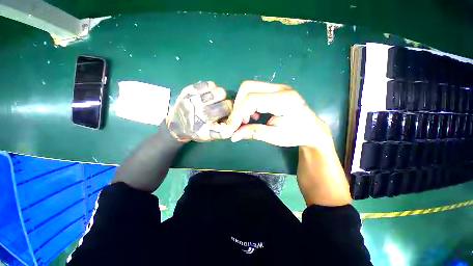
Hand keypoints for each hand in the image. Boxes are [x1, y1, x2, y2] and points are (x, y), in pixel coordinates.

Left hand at [167, 81, 232, 141]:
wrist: (177, 125)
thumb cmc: (199, 131)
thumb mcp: (211, 136)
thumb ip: (224, 129)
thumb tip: (237, 115)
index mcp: (207, 130)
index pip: (229, 123)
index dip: (234, 118)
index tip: (231, 116)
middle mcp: (201, 116)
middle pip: (227, 106)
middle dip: (229, 106)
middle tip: (224, 106)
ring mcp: (194, 102)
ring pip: (220, 93)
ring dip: (222, 96)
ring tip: (217, 99)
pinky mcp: (189, 91)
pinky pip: (210, 84)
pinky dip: (213, 88)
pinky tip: (209, 93)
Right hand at [227, 81, 333, 149]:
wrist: (312, 129)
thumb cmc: (297, 135)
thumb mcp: (275, 137)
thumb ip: (253, 133)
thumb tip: (233, 136)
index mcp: (284, 100)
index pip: (252, 100)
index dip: (238, 113)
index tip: (231, 127)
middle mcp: (280, 88)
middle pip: (248, 87)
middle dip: (238, 106)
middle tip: (239, 122)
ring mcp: (278, 87)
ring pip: (249, 87)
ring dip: (242, 104)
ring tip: (246, 120)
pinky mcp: (275, 90)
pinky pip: (254, 91)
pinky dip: (248, 103)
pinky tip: (252, 115)